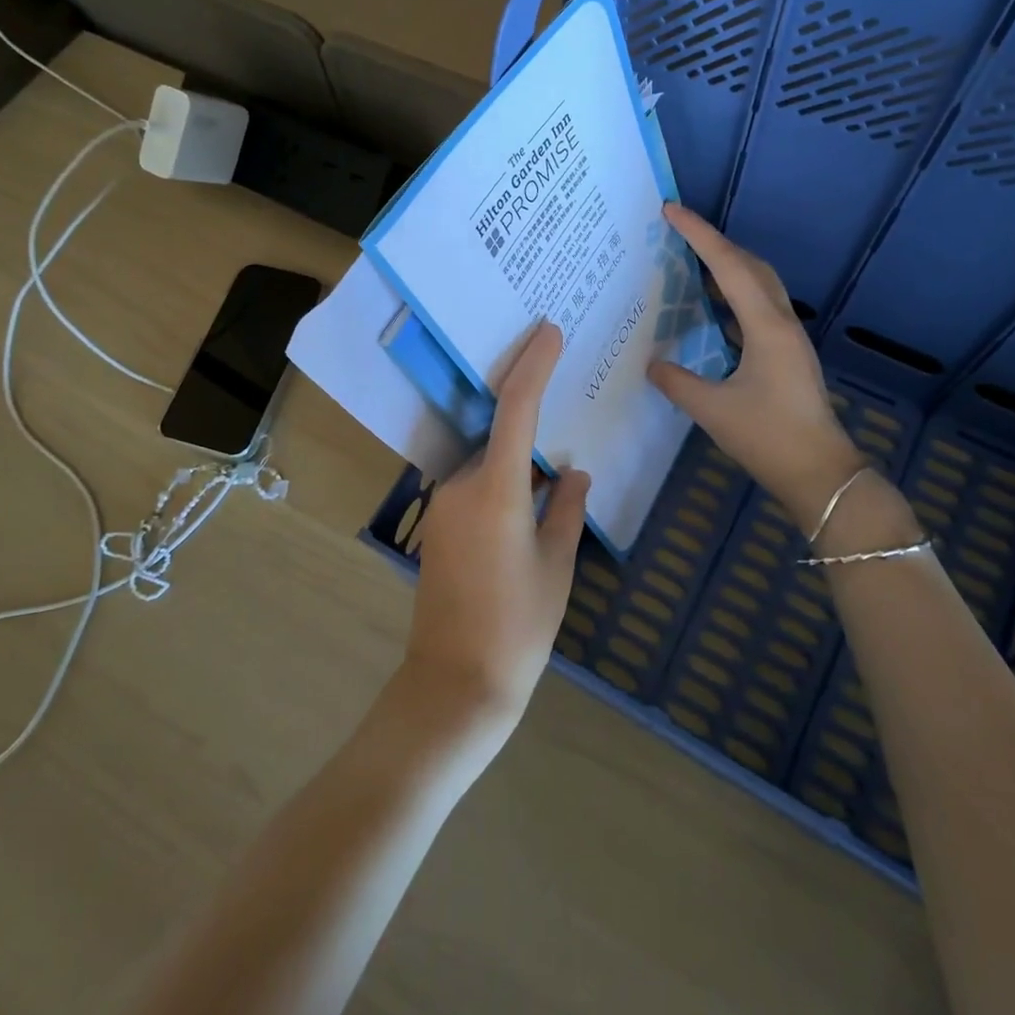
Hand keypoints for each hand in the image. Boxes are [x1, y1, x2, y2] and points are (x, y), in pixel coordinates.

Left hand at [404, 322, 590, 735]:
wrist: (455, 683)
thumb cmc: (518, 626)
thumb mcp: (556, 565)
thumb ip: (566, 509)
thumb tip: (575, 473)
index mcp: (495, 489)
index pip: (515, 408)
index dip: (532, 365)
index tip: (548, 332)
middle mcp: (461, 485)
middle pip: (498, 433)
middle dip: (527, 411)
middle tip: (561, 387)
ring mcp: (444, 505)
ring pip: (487, 461)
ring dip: (516, 454)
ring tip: (554, 459)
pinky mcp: (439, 525)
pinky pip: (475, 485)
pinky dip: (502, 479)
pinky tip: (529, 496)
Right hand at [649, 204, 912, 547]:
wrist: (820, 472)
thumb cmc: (768, 437)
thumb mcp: (712, 411)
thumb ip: (677, 382)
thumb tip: (652, 364)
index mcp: (766, 326)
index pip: (728, 266)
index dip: (698, 235)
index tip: (671, 210)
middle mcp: (781, 322)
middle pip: (750, 265)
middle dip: (715, 243)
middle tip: (678, 232)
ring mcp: (788, 337)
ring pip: (759, 284)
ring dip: (727, 266)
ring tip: (691, 261)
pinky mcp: (787, 354)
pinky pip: (758, 306)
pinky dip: (734, 294)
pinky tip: (713, 308)